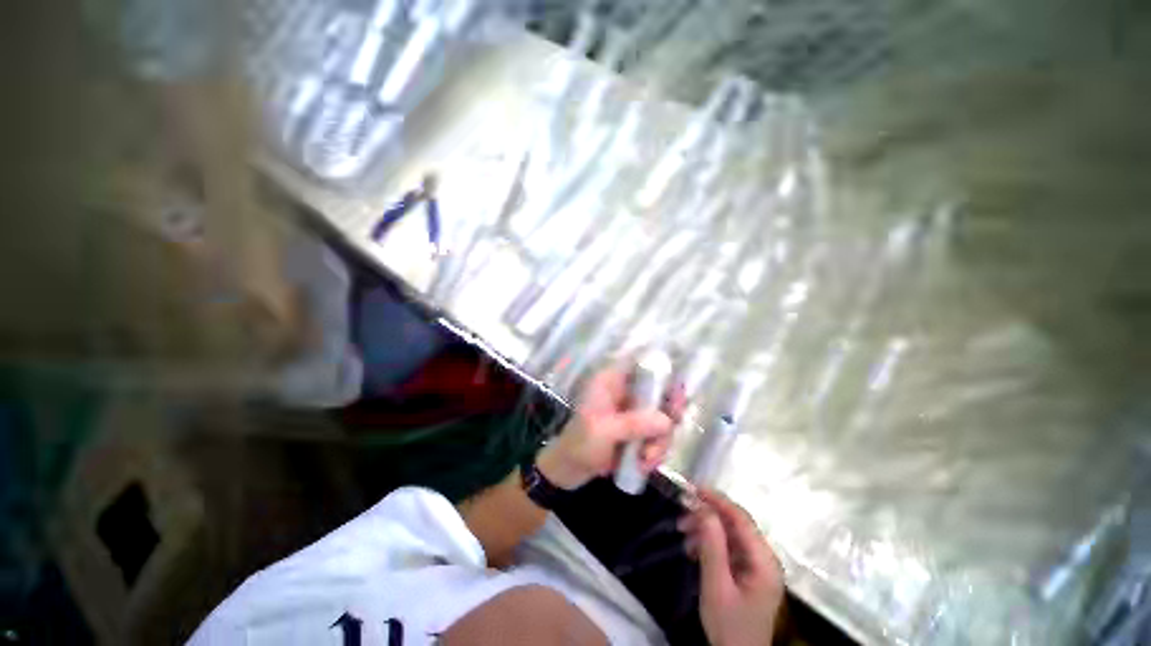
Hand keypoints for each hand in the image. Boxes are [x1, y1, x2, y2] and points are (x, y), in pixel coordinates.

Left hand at [536, 364, 684, 490]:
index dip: (662, 371)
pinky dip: (656, 451)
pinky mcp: (639, 430)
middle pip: (660, 391)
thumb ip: (633, 424)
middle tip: (670, 431)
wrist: (570, 469)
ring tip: (646, 460)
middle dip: (668, 414)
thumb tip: (667, 421)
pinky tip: (644, 465)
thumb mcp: (603, 432)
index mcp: (612, 381)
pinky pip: (659, 435)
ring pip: (663, 417)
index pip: (640, 363)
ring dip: (660, 441)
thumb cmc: (579, 443)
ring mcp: (634, 412)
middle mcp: (626, 391)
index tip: (675, 393)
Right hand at [679, 489, 783, 645]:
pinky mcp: (748, 572)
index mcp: (764, 560)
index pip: (741, 518)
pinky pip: (728, 547)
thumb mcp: (717, 586)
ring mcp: (757, 565)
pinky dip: (709, 544)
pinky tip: (692, 549)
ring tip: (682, 532)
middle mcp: (764, 557)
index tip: (693, 488)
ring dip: (705, 529)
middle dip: (707, 515)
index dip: (717, 499)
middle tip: (682, 513)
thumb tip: (703, 508)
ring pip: (729, 534)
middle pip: (735, 524)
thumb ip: (712, 545)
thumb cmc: (729, 625)